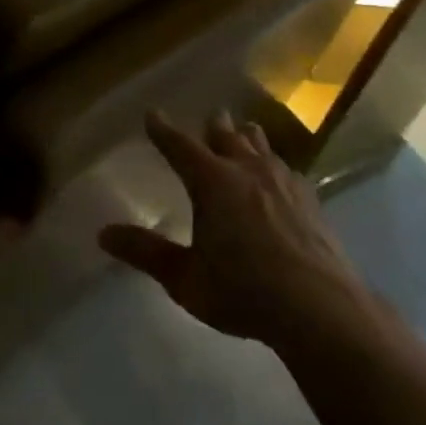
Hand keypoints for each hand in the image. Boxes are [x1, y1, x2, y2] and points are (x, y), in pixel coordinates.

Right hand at [100, 110, 371, 349]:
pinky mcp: (311, 200)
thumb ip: (146, 253)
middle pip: (226, 135)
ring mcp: (282, 182)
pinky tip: (281, 176)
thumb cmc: (245, 292)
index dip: (163, 130)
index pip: (179, 145)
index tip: (153, 115)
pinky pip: (286, 169)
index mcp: (211, 181)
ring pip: (260, 146)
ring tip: (244, 132)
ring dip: (247, 138)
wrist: (322, 310)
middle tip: (209, 118)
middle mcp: (245, 170)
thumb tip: (102, 234)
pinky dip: (275, 164)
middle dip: (213, 126)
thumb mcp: (185, 278)